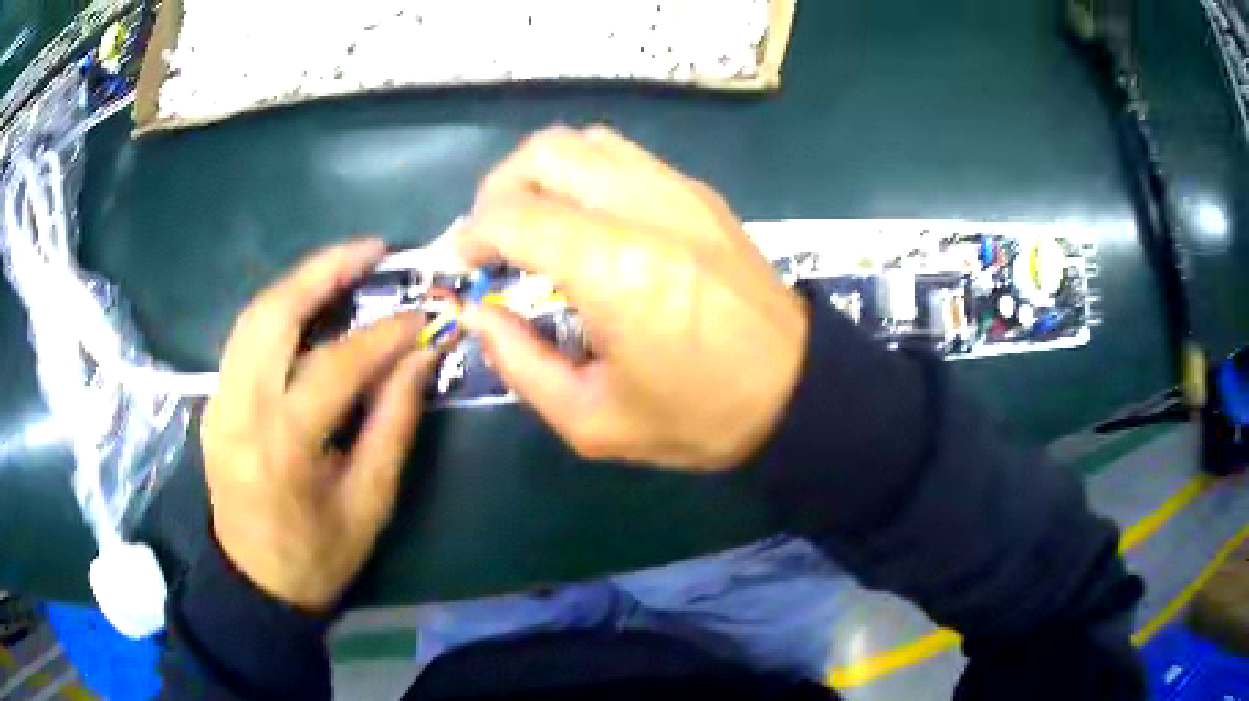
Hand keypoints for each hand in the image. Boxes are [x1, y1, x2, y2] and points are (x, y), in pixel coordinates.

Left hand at [201, 240, 438, 610]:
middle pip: (272, 315)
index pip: (334, 367)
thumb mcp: (369, 502)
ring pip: (253, 316)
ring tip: (345, 265)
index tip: (422, 314)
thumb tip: (422, 357)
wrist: (254, 581)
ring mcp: (217, 402)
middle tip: (372, 250)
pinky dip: (280, 311)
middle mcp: (238, 412)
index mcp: (281, 449)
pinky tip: (310, 307)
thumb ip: (394, 423)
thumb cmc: (318, 555)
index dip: (383, 335)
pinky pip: (245, 338)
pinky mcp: (213, 401)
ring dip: (299, 282)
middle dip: (323, 270)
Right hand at [457, 126, 808, 470]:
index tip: (461, 266)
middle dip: (498, 190)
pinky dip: (585, 175)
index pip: (513, 214)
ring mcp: (678, 191)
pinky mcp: (699, 193)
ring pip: (584, 142)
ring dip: (542, 175)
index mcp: (615, 270)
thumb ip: (519, 363)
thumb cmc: (697, 417)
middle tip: (493, 240)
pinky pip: (624, 157)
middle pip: (544, 152)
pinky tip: (587, 221)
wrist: (796, 391)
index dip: (469, 235)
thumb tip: (478, 313)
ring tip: (535, 226)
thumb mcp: (592, 421)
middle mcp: (644, 209)